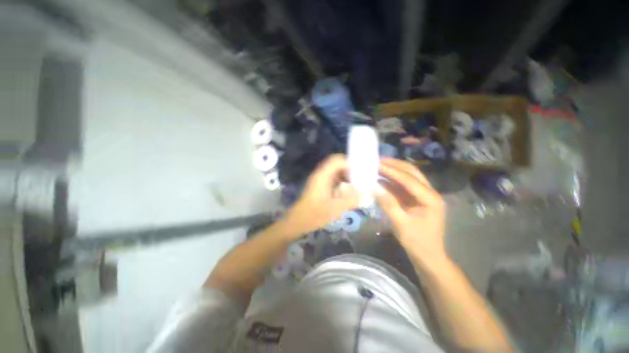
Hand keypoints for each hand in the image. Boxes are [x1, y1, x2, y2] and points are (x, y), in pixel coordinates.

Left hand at [283, 154, 359, 234]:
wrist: (299, 221)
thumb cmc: (315, 214)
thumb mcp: (335, 208)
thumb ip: (352, 199)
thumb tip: (367, 193)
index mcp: (323, 175)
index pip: (337, 160)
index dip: (350, 162)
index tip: (363, 170)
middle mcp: (321, 174)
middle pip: (337, 164)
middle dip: (351, 169)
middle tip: (363, 176)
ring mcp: (320, 179)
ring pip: (336, 171)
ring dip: (347, 175)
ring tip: (359, 183)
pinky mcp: (321, 186)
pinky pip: (334, 179)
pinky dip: (343, 181)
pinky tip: (349, 190)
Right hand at [376, 158, 447, 262]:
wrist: (428, 256)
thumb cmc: (417, 242)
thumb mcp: (401, 225)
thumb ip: (388, 204)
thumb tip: (374, 187)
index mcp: (430, 199)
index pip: (409, 179)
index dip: (392, 171)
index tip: (377, 165)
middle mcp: (429, 192)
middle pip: (412, 172)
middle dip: (395, 165)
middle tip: (378, 161)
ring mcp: (423, 195)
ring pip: (408, 176)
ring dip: (394, 170)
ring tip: (378, 165)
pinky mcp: (415, 199)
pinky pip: (403, 185)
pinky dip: (392, 180)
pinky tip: (382, 178)